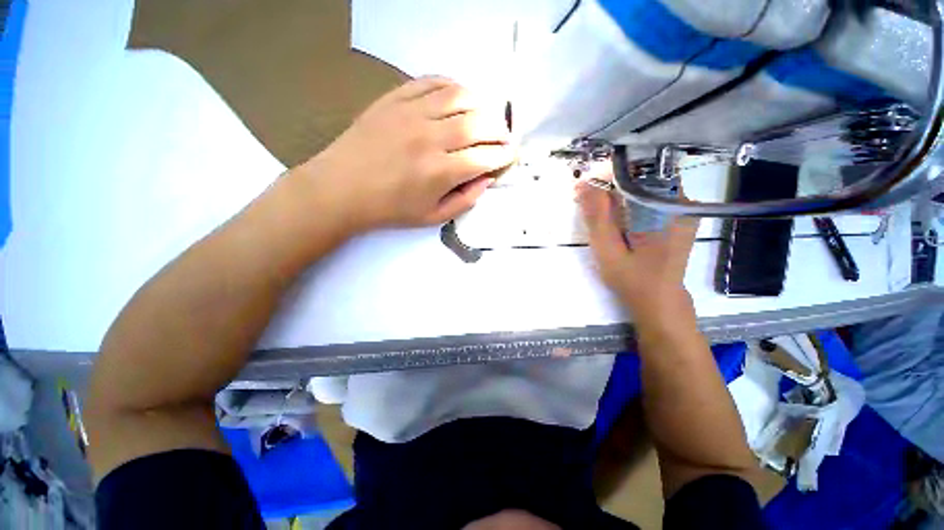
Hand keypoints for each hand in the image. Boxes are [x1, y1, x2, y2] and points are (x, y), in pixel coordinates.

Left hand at [301, 77, 516, 229]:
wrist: (341, 189)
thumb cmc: (390, 209)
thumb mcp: (431, 217)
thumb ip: (464, 201)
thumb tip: (485, 181)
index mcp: (440, 172)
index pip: (485, 158)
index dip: (504, 156)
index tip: (510, 155)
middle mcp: (431, 138)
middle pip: (479, 123)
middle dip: (499, 130)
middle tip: (502, 137)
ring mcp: (411, 114)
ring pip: (460, 97)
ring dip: (481, 105)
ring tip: (485, 116)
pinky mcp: (395, 99)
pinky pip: (431, 82)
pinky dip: (452, 86)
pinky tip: (459, 96)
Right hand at [577, 179, 698, 327]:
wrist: (659, 300)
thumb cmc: (632, 278)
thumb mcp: (607, 249)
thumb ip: (597, 216)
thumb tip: (583, 184)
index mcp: (666, 208)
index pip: (635, 174)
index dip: (606, 178)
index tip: (584, 191)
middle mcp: (681, 202)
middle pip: (640, 178)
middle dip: (610, 187)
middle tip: (588, 205)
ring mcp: (682, 209)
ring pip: (644, 188)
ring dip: (619, 196)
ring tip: (602, 216)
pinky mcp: (678, 217)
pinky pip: (650, 199)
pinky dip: (630, 204)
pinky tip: (619, 222)